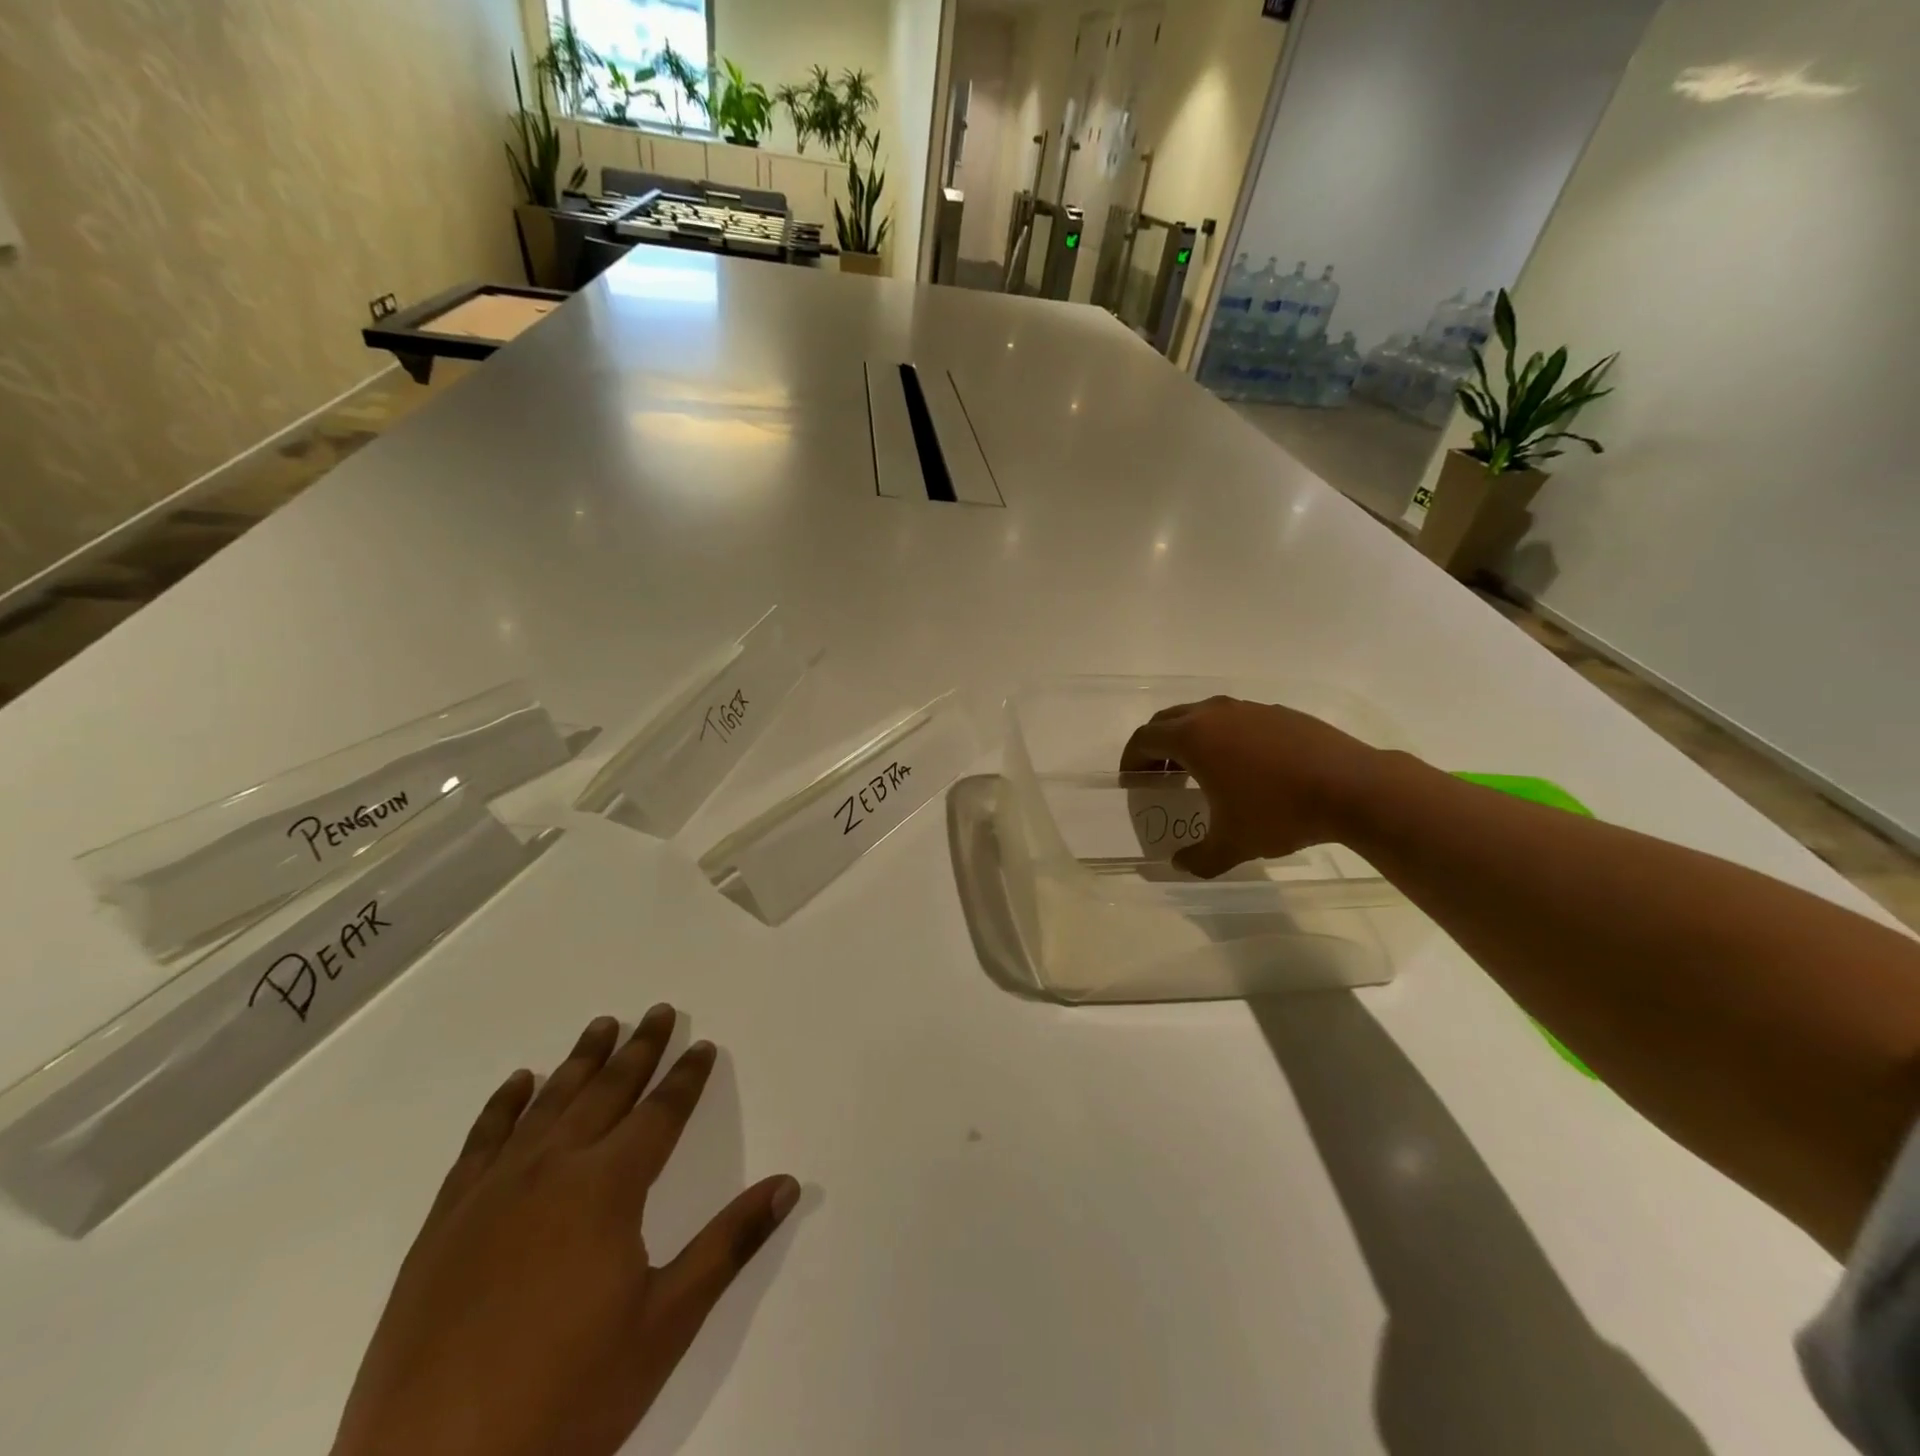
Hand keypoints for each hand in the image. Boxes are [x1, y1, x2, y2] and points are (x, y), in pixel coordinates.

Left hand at [332, 1008, 800, 1455]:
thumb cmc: (565, 1399)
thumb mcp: (665, 1325)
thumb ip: (729, 1244)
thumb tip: (788, 1184)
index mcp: (607, 1188)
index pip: (660, 1113)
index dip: (686, 1077)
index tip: (703, 1045)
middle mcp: (551, 1170)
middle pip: (606, 1091)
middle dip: (638, 1049)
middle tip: (658, 1011)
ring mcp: (491, 1193)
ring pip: (547, 1104)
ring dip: (579, 1061)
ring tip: (602, 1025)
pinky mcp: (444, 1224)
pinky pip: (480, 1143)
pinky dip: (503, 1105)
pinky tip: (518, 1083)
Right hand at [1120, 696, 1379, 876]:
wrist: (1353, 788)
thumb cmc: (1279, 812)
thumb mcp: (1232, 844)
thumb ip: (1198, 857)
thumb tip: (1181, 864)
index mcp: (1193, 737)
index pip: (1145, 739)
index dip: (1132, 760)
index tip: (1131, 780)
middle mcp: (1215, 713)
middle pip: (1169, 720)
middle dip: (1157, 746)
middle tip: (1158, 775)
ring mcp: (1250, 708)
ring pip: (1204, 715)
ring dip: (1190, 738)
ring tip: (1198, 770)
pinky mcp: (1279, 713)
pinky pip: (1237, 719)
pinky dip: (1225, 737)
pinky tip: (1244, 766)